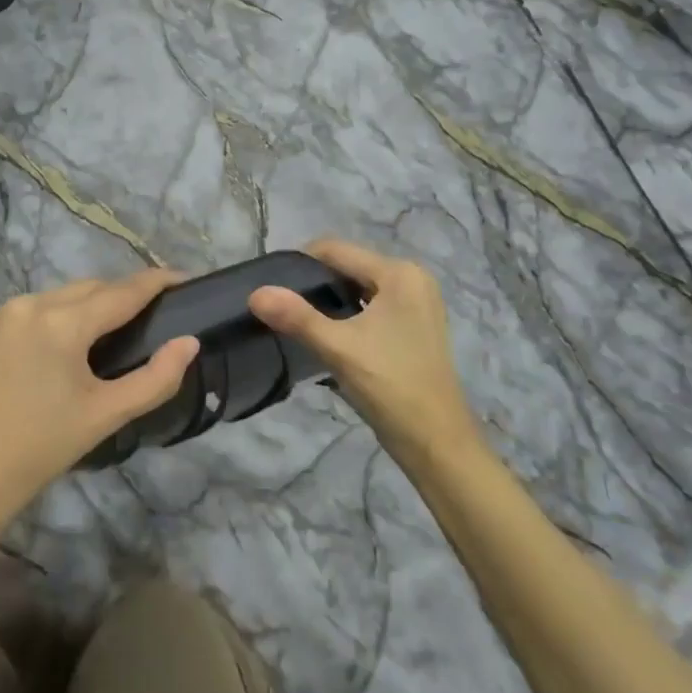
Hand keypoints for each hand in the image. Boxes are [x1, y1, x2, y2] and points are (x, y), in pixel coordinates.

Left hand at [0, 270, 201, 523]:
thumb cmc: (38, 450)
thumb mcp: (104, 416)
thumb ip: (155, 379)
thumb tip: (188, 344)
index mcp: (62, 322)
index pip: (122, 292)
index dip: (156, 282)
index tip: (182, 278)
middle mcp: (28, 304)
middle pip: (88, 289)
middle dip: (120, 296)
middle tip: (146, 315)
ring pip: (54, 298)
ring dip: (82, 307)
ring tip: (101, 334)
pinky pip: (24, 313)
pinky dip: (47, 320)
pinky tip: (50, 350)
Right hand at [248, 238, 480, 461]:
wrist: (437, 442)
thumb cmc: (391, 386)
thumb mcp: (339, 348)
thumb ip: (296, 316)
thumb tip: (255, 292)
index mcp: (399, 273)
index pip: (336, 250)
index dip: (299, 263)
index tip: (270, 285)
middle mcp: (412, 278)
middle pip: (348, 267)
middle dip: (314, 283)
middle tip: (281, 306)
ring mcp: (417, 303)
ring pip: (358, 288)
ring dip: (329, 301)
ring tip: (297, 321)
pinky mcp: (415, 325)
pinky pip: (371, 306)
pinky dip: (348, 315)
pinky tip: (326, 335)